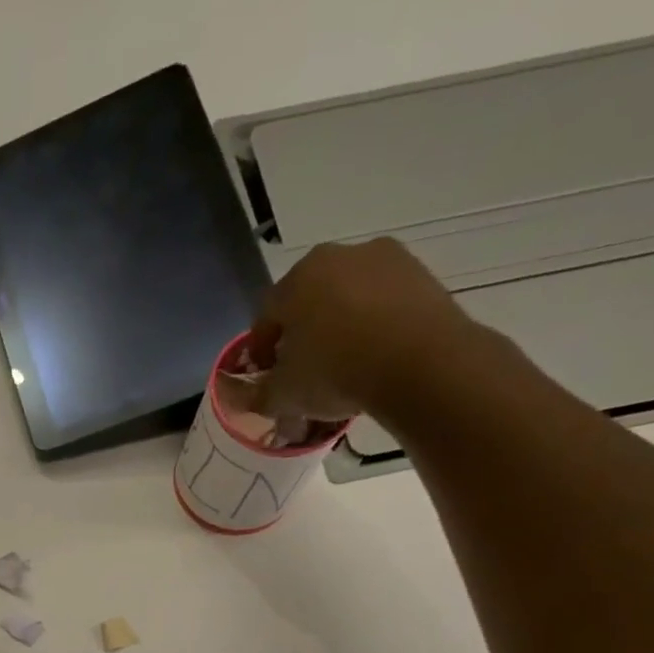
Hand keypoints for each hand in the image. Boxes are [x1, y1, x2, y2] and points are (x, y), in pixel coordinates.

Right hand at [242, 238, 480, 421]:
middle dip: (301, 334)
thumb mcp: (281, 396)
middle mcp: (339, 256)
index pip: (265, 316)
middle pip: (307, 301)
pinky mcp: (420, 274)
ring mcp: (385, 259)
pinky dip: (372, 326)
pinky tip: (372, 358)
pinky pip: (382, 303)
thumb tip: (233, 394)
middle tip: (302, 372)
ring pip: (346, 299)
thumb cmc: (334, 373)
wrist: (419, 363)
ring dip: (338, 328)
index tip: (266, 378)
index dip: (261, 351)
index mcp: (297, 278)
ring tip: (341, 368)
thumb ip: (251, 395)